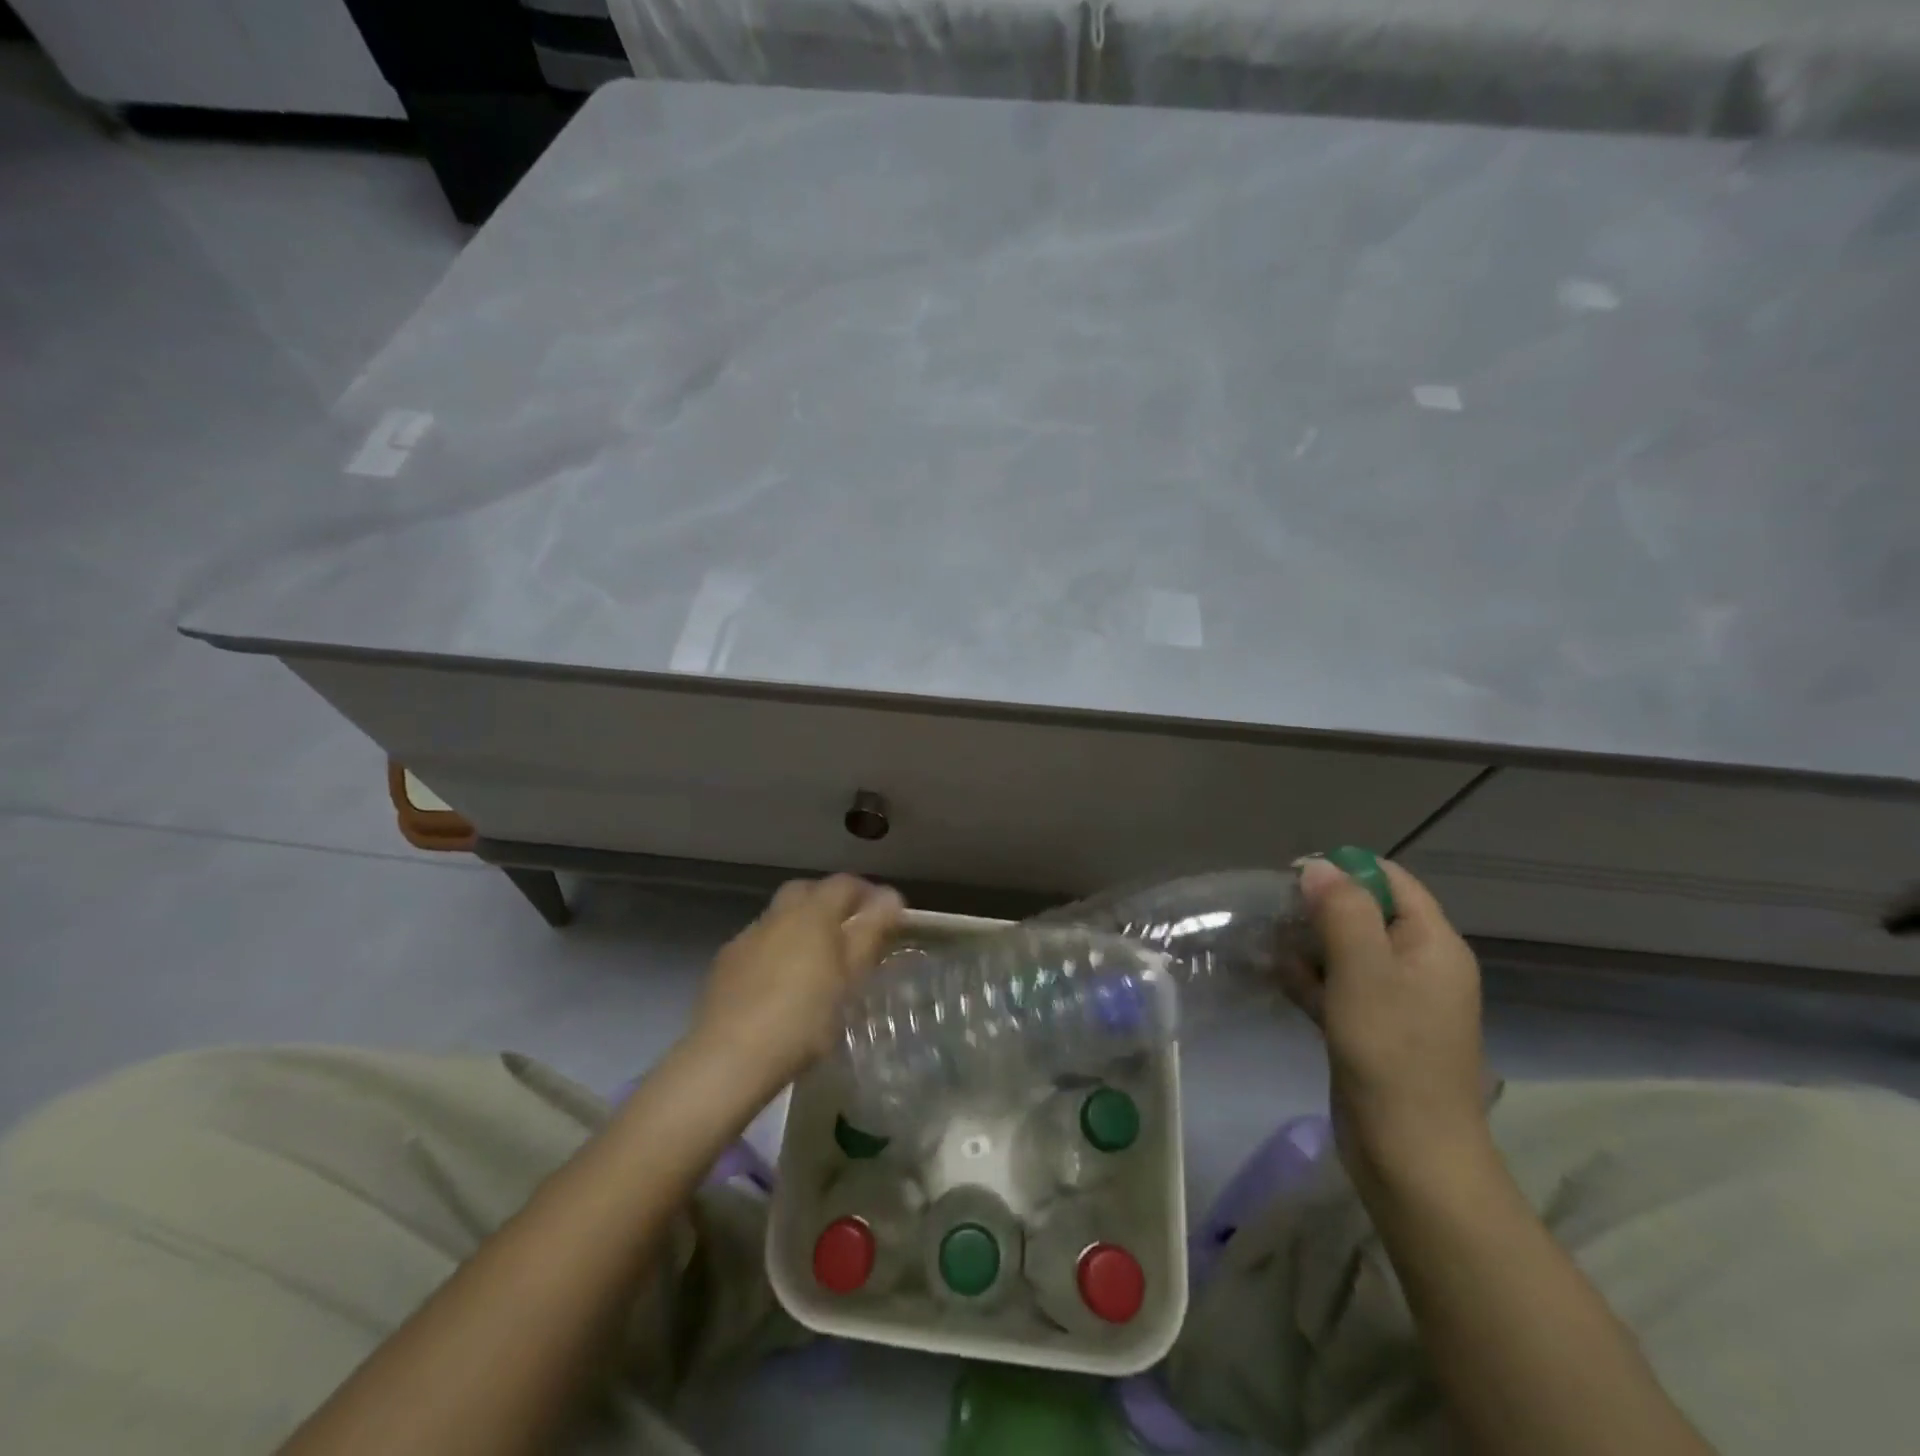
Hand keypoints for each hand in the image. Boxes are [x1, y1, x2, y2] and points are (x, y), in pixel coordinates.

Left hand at [690, 875, 904, 1093]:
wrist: (729, 1057)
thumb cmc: (804, 1017)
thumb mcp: (850, 977)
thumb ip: (870, 932)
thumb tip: (890, 896)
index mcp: (812, 913)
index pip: (844, 884)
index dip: (867, 893)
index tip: (885, 916)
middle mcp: (777, 915)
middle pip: (807, 891)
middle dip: (830, 902)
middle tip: (849, 933)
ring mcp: (747, 938)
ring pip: (780, 917)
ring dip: (800, 927)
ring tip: (816, 961)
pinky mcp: (725, 964)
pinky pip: (759, 943)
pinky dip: (776, 950)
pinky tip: (780, 983)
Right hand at [1293, 857, 1492, 1197]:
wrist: (1410, 1155)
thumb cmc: (1392, 1052)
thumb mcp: (1364, 971)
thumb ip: (1342, 911)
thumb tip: (1317, 866)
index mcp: (1433, 944)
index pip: (1391, 881)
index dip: (1344, 870)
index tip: (1293, 877)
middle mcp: (1419, 965)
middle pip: (1366, 913)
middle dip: (1319, 906)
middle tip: (1272, 911)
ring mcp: (1395, 1000)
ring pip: (1346, 950)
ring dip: (1308, 942)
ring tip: (1264, 939)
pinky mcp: (1370, 1028)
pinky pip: (1337, 986)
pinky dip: (1309, 976)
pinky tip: (1274, 973)